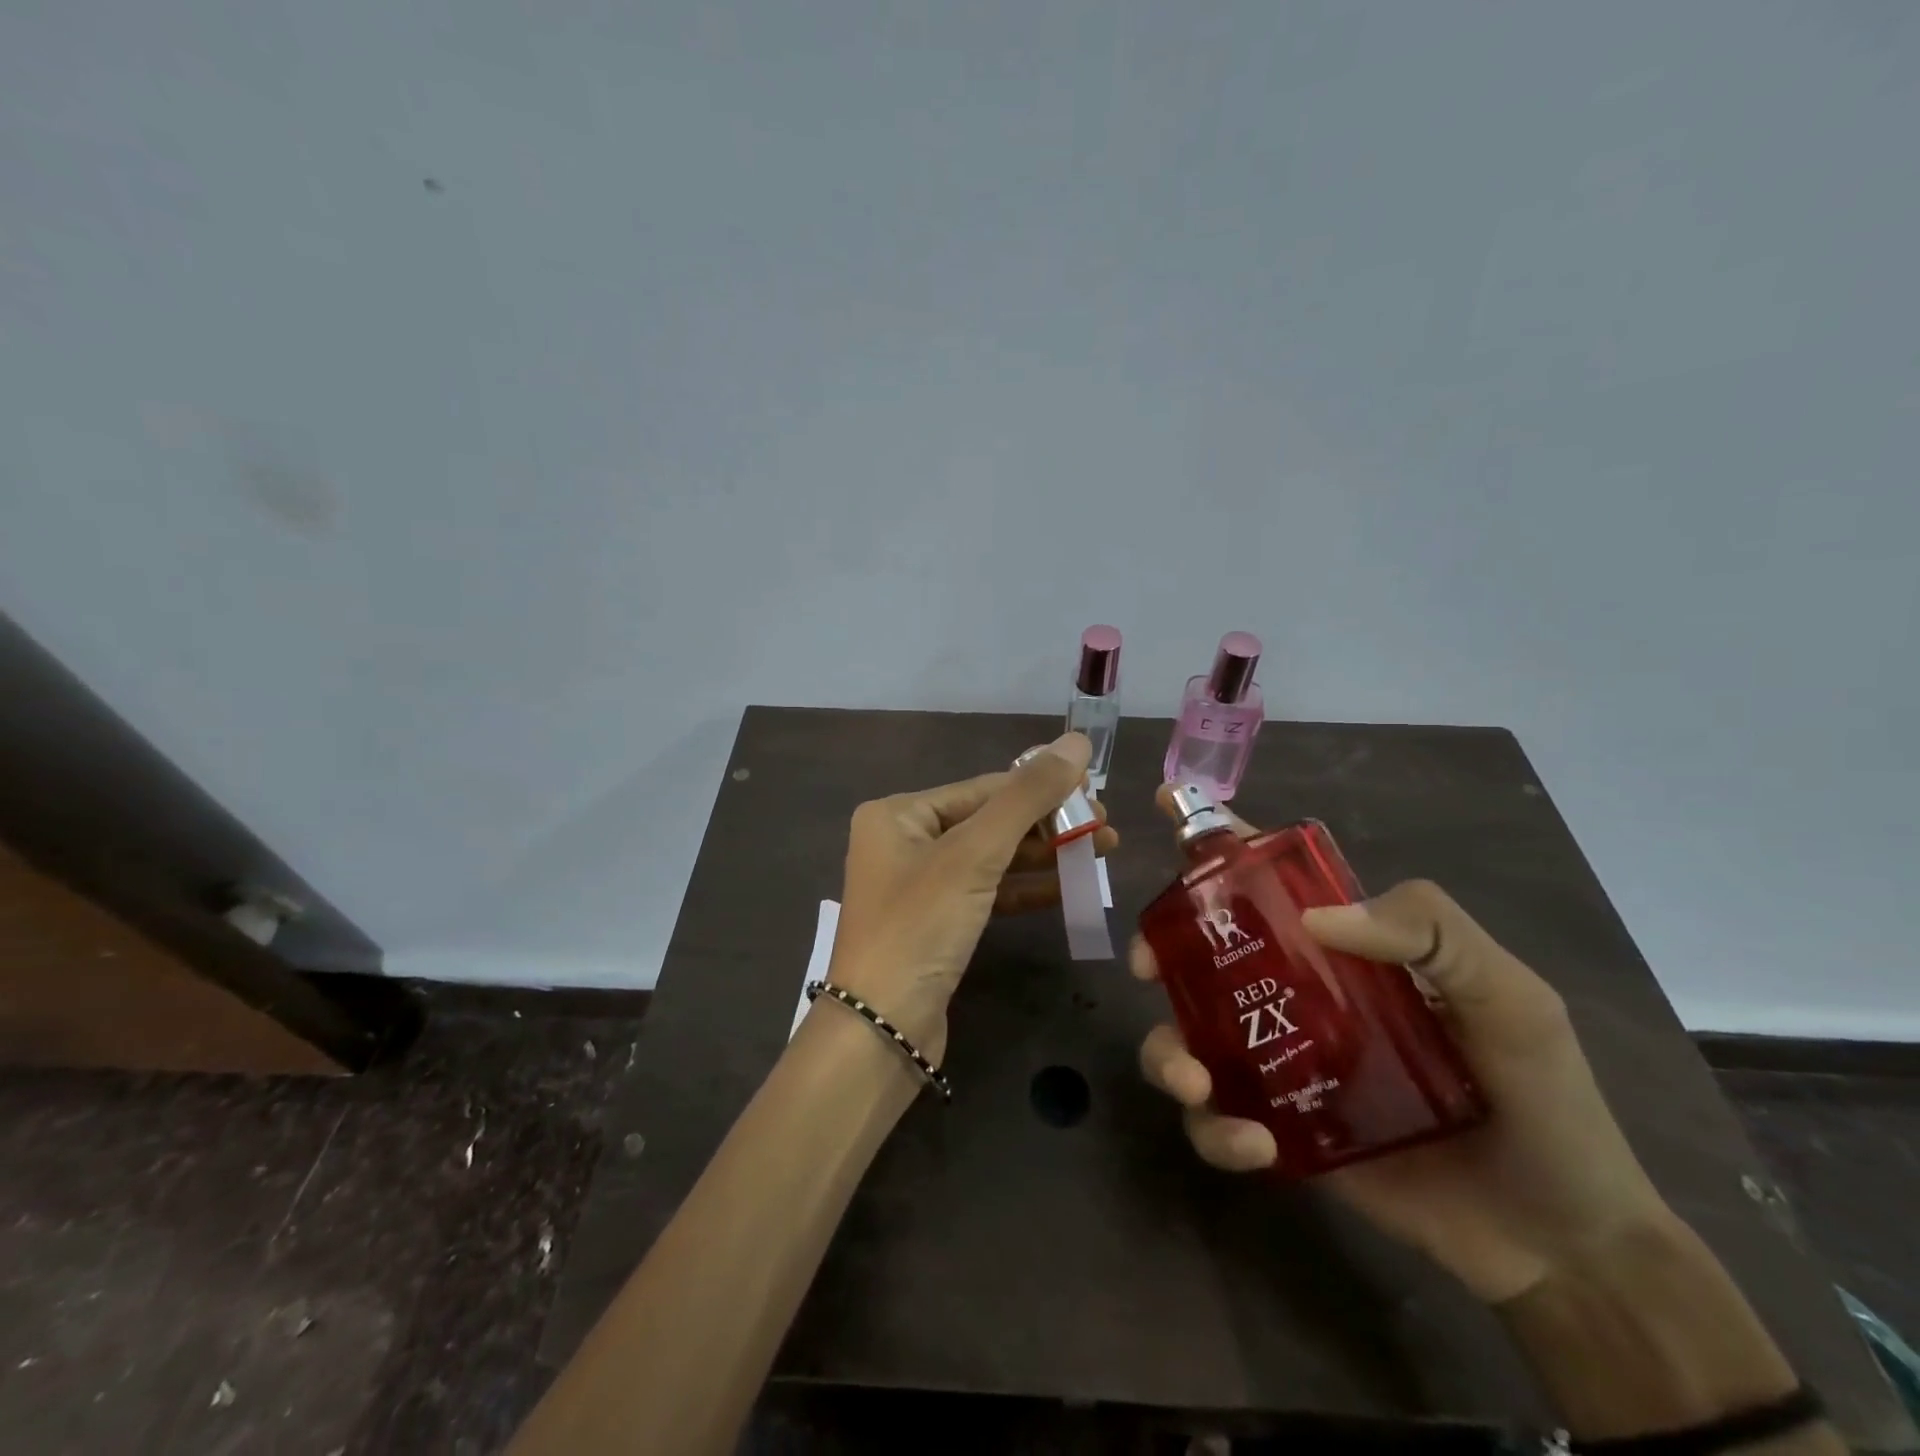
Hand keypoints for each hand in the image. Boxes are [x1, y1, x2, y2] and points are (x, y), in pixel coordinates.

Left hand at [828, 732, 1110, 1061]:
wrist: (881, 1029)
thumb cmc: (920, 926)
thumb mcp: (974, 855)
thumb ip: (1027, 797)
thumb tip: (1076, 741)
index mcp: (898, 813)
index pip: (984, 788)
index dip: (1042, 789)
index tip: (1097, 795)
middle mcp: (903, 841)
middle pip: (989, 821)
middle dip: (1048, 825)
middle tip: (1107, 831)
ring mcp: (919, 884)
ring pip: (992, 858)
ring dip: (1043, 856)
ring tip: (1101, 853)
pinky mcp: (936, 923)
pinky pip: (986, 892)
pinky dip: (1024, 889)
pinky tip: (1067, 889)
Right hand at [1132, 788, 1671, 1304]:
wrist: (1561, 1242)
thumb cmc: (1543, 1100)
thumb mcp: (1509, 997)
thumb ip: (1433, 932)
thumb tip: (1319, 918)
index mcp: (1342, 953)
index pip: (1269, 882)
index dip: (1214, 844)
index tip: (1164, 806)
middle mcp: (1298, 998)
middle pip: (1201, 957)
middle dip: (1159, 951)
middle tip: (1147, 968)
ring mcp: (1282, 1067)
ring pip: (1187, 1040)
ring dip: (1168, 1055)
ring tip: (1196, 1085)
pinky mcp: (1279, 1134)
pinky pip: (1217, 1124)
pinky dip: (1216, 1132)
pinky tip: (1255, 1145)